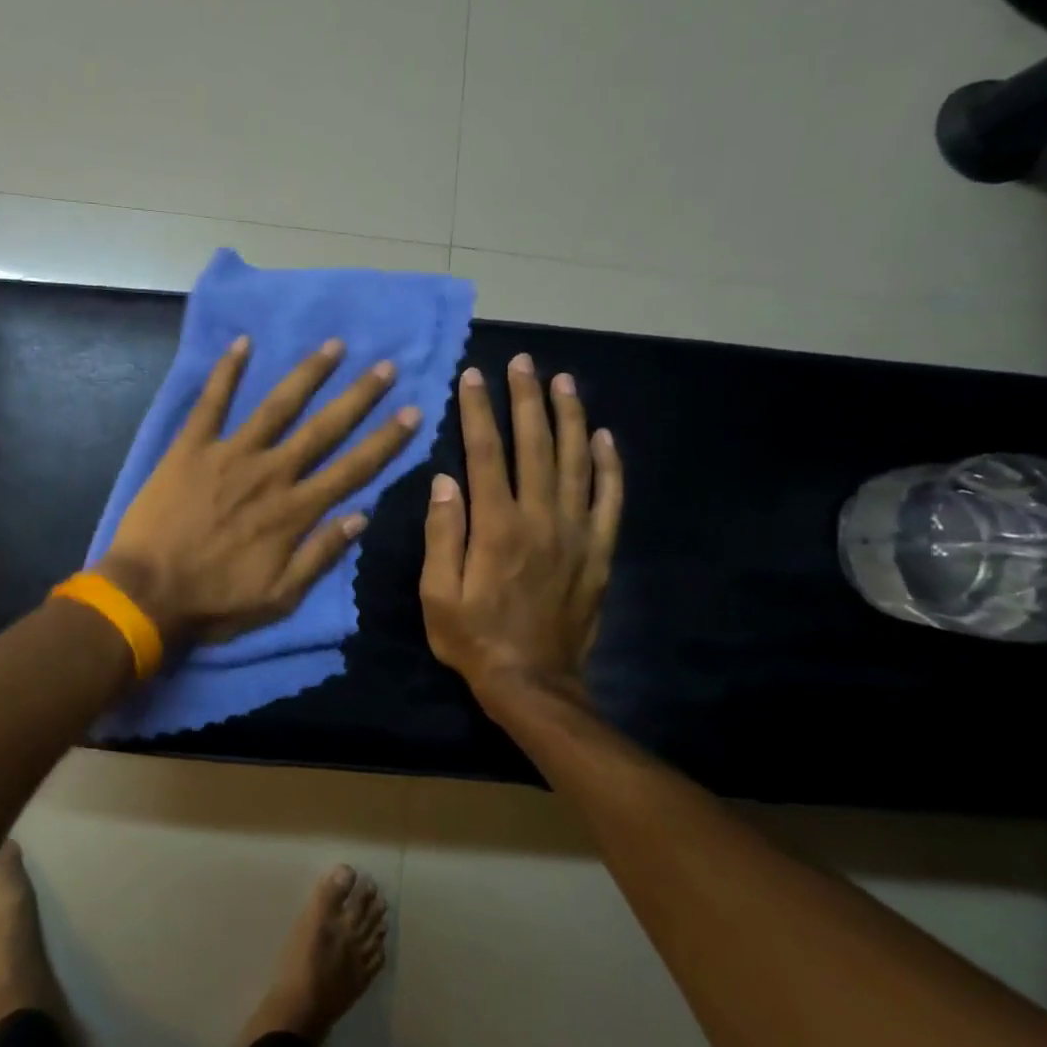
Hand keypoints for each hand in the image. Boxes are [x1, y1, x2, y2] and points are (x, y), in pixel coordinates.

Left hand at [98, 336, 420, 646]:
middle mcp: (271, 473)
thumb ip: (320, 556)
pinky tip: (242, 342)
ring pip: (277, 406)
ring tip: (333, 346)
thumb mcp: (278, 598)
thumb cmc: (213, 601)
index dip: (386, 440)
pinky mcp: (191, 447)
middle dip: (359, 397)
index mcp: (294, 511)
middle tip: (386, 366)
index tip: (413, 411)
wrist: (145, 593)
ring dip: (307, 374)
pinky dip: (226, 372)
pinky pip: (211, 402)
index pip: (353, 469)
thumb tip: (361, 516)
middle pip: (324, 429)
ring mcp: (230, 455)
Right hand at [419, 357, 622, 712]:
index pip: (485, 453)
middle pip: (535, 446)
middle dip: (527, 399)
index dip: (478, 411)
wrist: (533, 684)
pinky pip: (609, 500)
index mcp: (496, 526)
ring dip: (569, 417)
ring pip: (576, 462)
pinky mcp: (598, 552)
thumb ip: (441, 535)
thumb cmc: (474, 639)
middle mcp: (540, 519)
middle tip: (524, 362)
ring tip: (563, 381)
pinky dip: (609, 466)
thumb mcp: (437, 594)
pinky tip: (604, 437)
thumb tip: (443, 480)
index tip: (473, 376)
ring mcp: (575, 533)